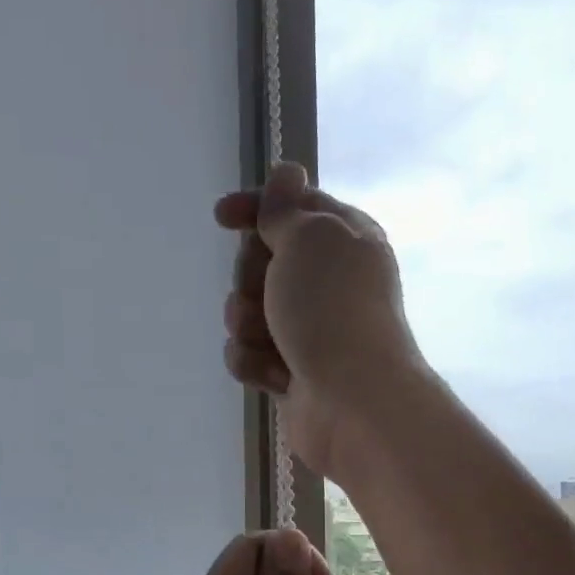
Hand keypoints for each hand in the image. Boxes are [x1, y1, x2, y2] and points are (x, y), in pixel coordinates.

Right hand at [216, 163, 424, 477]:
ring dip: (247, 323)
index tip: (221, 217)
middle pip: (261, 260)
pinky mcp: (291, 371)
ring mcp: (309, 329)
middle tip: (267, 292)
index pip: (292, 207)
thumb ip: (287, 208)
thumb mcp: (309, 239)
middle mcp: (328, 281)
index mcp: (343, 239)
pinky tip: (274, 376)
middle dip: (250, 276)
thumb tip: (287, 172)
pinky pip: (249, 355)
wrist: (352, 401)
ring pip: (248, 311)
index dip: (255, 208)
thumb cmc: (332, 310)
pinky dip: (253, 363)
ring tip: (270, 341)